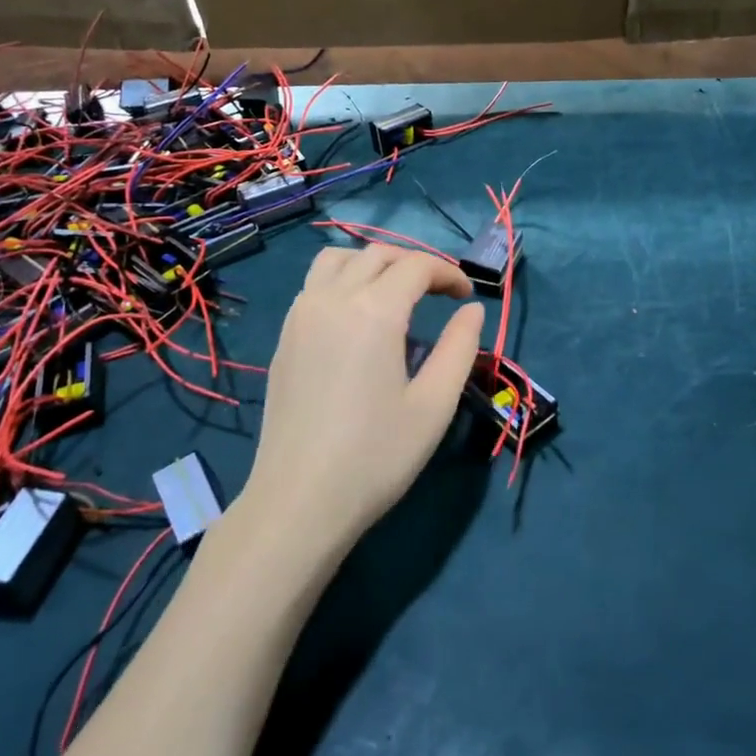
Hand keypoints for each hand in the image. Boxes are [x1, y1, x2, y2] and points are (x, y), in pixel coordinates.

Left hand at [241, 244, 484, 557]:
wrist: (300, 501)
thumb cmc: (376, 456)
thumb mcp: (434, 405)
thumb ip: (459, 348)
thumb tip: (472, 311)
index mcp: (374, 311)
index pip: (416, 266)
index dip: (448, 273)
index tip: (467, 297)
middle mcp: (332, 299)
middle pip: (377, 254)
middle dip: (415, 264)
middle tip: (440, 293)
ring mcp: (301, 316)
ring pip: (337, 260)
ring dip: (372, 263)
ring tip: (395, 292)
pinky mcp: (284, 338)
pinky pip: (315, 285)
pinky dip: (343, 280)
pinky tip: (357, 317)